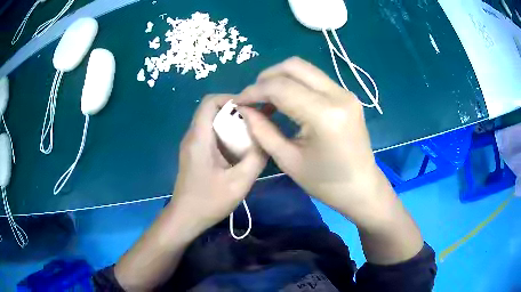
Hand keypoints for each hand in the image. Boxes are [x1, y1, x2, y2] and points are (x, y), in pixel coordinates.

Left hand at [167, 95, 266, 237]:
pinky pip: (212, 136)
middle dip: (236, 112)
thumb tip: (267, 138)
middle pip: (212, 111)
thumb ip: (256, 158)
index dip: (230, 98)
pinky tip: (241, 150)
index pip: (209, 102)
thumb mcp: (239, 182)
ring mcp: (192, 146)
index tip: (251, 108)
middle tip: (257, 122)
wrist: (186, 218)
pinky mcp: (195, 154)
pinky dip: (227, 136)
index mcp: (199, 138)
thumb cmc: (209, 202)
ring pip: (213, 123)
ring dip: (232, 125)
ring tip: (253, 134)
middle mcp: (193, 136)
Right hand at [236, 57, 391, 225]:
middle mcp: (338, 95)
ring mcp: (345, 92)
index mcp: (324, 115)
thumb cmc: (325, 183)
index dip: (254, 91)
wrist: (361, 187)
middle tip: (253, 97)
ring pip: (305, 69)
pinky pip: (315, 79)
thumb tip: (243, 109)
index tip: (238, 101)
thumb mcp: (288, 160)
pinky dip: (295, 83)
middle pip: (294, 66)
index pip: (280, 87)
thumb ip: (262, 130)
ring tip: (266, 99)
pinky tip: (286, 100)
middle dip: (266, 77)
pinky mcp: (347, 95)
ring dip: (281, 78)